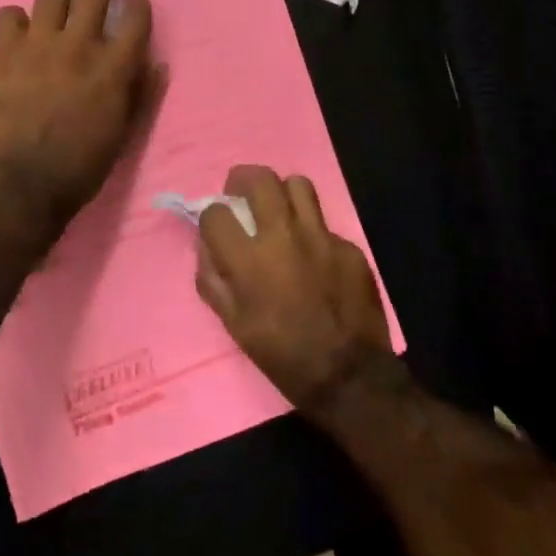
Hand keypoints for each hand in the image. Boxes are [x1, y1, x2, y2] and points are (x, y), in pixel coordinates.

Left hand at [0, 0, 155, 228]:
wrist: (21, 182)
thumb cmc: (81, 166)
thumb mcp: (123, 134)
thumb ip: (140, 94)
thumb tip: (156, 63)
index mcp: (113, 66)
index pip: (134, 19)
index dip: (137, 5)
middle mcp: (79, 44)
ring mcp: (37, 43)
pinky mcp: (1, 51)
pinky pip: (8, 16)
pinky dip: (15, 18)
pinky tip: (18, 26)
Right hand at [196, 165, 392, 416]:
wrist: (348, 376)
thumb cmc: (282, 355)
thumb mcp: (233, 324)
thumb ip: (213, 279)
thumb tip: (206, 246)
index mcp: (249, 259)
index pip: (216, 212)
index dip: (211, 217)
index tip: (216, 227)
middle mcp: (283, 236)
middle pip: (259, 179)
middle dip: (242, 180)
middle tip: (240, 194)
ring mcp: (321, 238)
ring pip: (298, 185)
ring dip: (281, 193)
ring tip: (278, 210)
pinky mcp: (349, 247)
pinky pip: (324, 224)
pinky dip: (312, 233)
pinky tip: (313, 257)